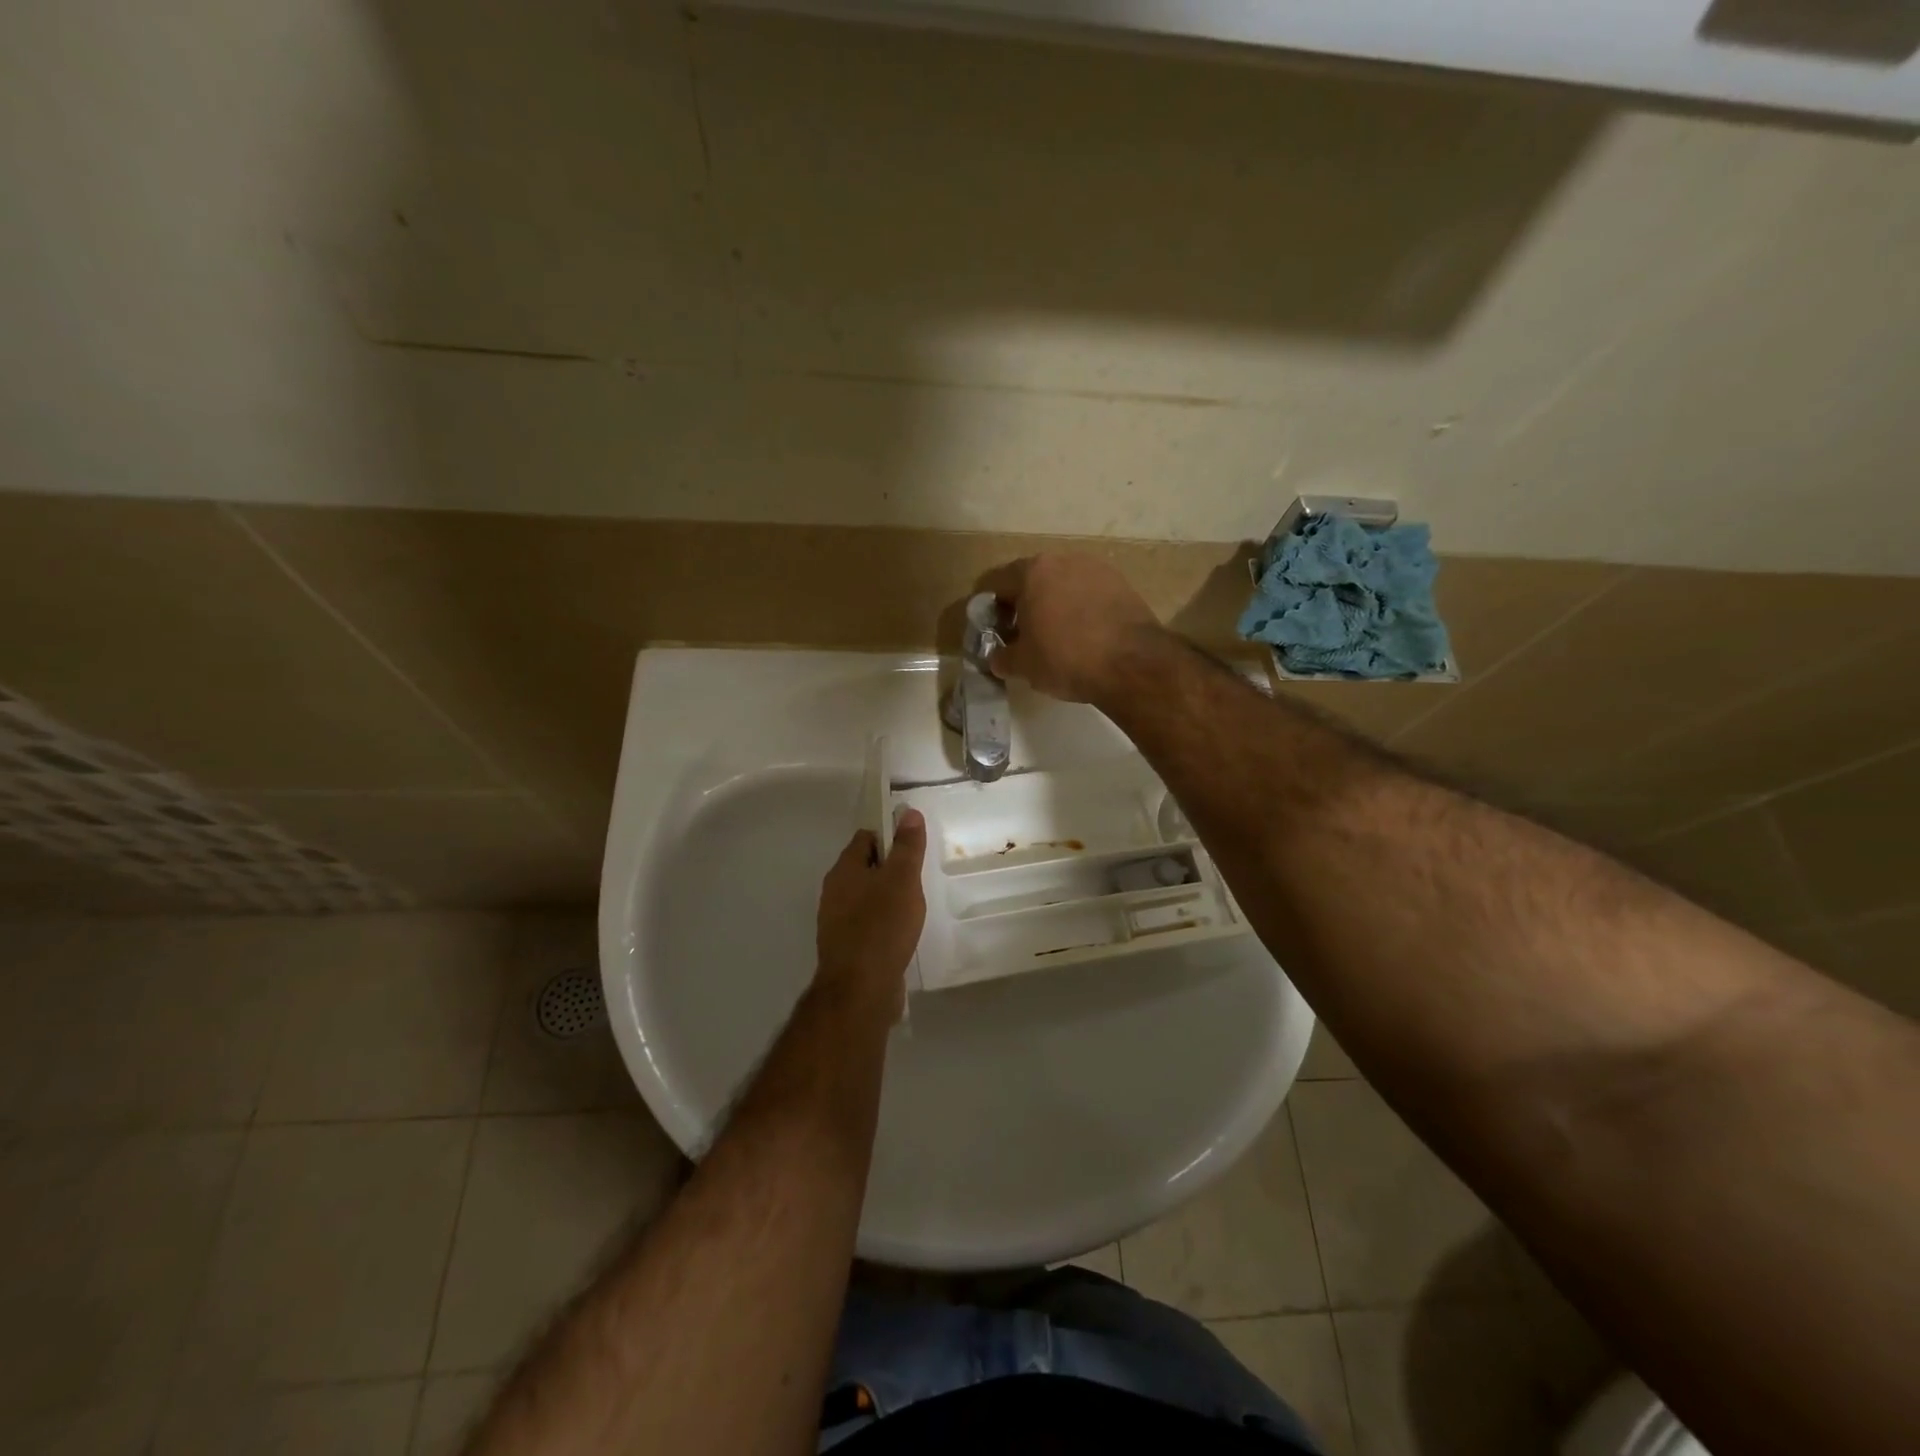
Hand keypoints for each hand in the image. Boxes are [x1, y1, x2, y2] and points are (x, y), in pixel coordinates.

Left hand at [815, 808, 928, 1016]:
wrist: (860, 989)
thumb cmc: (882, 926)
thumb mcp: (902, 879)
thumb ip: (907, 846)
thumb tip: (909, 813)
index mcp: (844, 870)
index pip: (865, 838)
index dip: (889, 837)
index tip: (913, 848)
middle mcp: (834, 892)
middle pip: (864, 867)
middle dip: (889, 869)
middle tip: (917, 878)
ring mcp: (836, 922)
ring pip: (865, 897)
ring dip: (886, 898)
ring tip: (913, 907)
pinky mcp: (845, 948)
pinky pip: (866, 924)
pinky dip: (882, 923)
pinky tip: (900, 934)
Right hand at [978, 553, 1161, 704]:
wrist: (1132, 663)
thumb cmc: (1066, 658)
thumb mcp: (1023, 665)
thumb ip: (1002, 657)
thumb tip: (998, 658)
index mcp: (1032, 571)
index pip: (997, 583)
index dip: (990, 608)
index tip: (993, 630)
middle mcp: (1063, 559)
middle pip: (1032, 579)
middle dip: (1023, 604)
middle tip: (1022, 634)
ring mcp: (1096, 568)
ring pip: (1063, 584)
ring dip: (1054, 604)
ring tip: (1055, 635)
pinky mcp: (1122, 583)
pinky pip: (1089, 593)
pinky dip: (1081, 608)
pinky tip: (1084, 635)